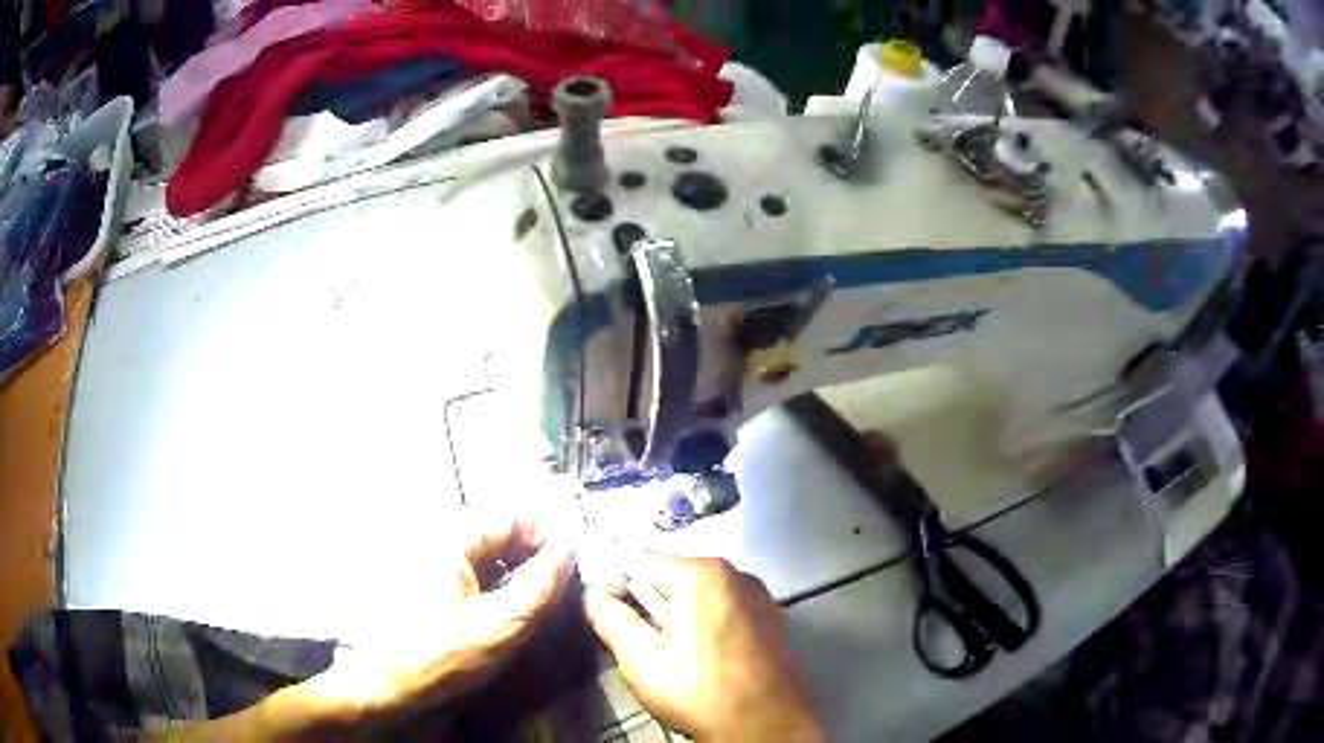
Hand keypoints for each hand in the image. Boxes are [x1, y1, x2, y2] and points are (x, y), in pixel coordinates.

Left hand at [312, 517, 573, 725]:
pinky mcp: (421, 578)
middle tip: (558, 586)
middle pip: (497, 533)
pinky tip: (502, 608)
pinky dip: (491, 582)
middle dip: (532, 555)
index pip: (512, 517)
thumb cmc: (443, 653)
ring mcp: (425, 558)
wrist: (385, 682)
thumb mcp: (501, 624)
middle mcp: (435, 536)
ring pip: (483, 552)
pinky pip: (467, 569)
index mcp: (451, 538)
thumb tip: (568, 550)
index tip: (572, 564)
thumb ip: (540, 586)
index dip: (548, 536)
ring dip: (513, 570)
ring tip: (535, 599)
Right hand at [584, 554, 821, 741]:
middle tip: (643, 647)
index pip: (638, 560)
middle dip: (648, 607)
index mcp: (703, 573)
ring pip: (697, 597)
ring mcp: (758, 596)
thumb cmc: (701, 694)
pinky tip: (704, 661)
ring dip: (677, 619)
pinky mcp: (771, 620)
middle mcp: (736, 573)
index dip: (615, 586)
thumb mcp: (641, 658)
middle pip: (670, 577)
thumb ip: (608, 618)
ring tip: (675, 659)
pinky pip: (723, 611)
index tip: (608, 617)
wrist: (767, 728)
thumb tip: (592, 594)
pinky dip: (706, 627)